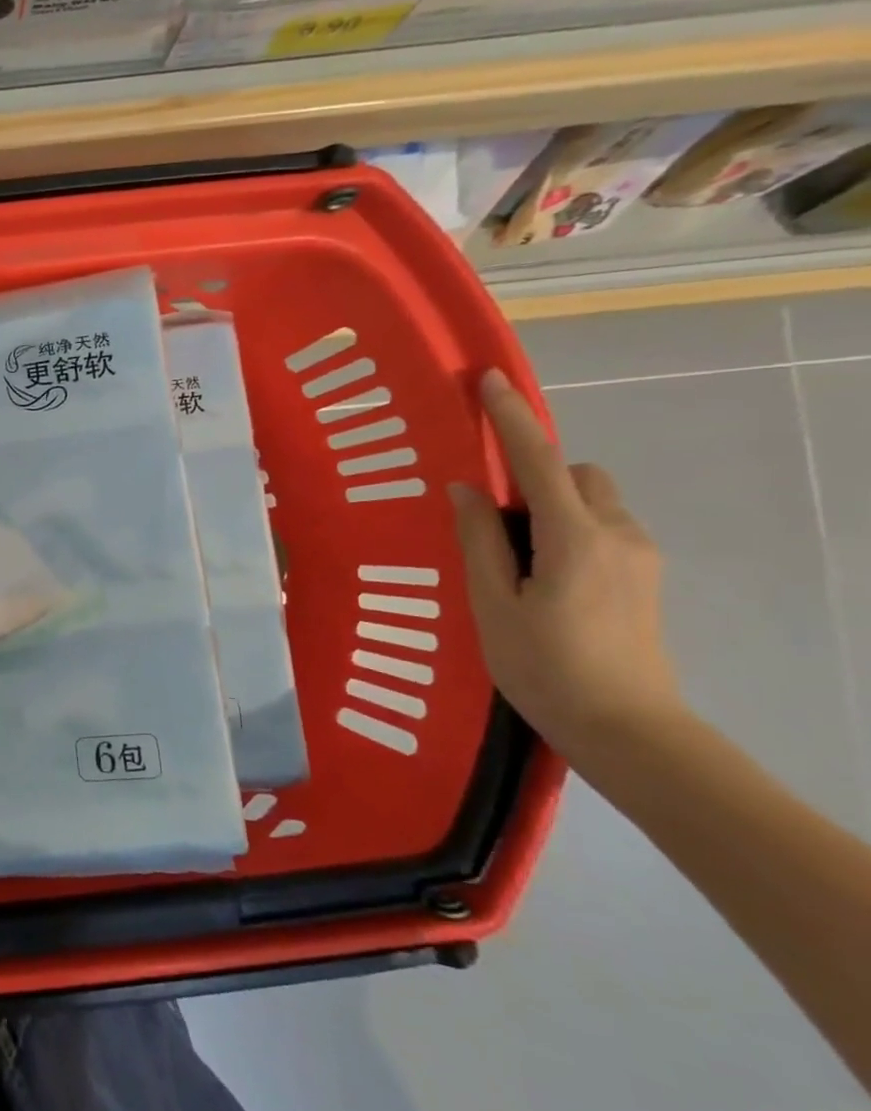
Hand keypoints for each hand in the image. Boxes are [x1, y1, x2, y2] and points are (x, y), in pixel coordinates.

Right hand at [450, 369, 687, 763]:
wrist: (627, 729)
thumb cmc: (544, 666)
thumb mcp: (493, 604)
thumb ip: (480, 542)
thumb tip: (466, 490)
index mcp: (575, 538)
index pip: (538, 460)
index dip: (511, 418)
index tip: (488, 380)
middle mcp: (617, 534)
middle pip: (577, 475)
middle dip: (536, 476)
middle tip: (492, 522)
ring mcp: (639, 556)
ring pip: (591, 503)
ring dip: (551, 509)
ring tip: (512, 561)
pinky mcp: (644, 578)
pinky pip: (601, 530)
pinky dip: (567, 532)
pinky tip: (540, 580)